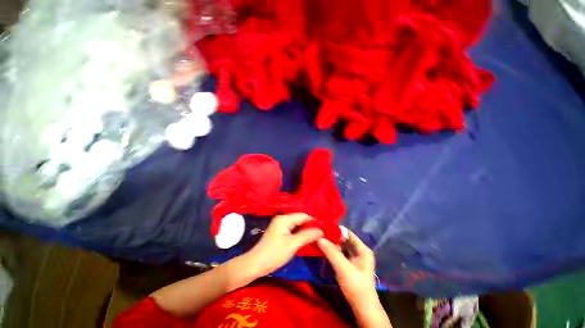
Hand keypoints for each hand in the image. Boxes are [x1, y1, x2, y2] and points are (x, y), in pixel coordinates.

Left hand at [245, 213, 322, 277]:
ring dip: (306, 231)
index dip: (314, 221)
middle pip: (300, 220)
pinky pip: (293, 231)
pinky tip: (308, 240)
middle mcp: (282, 220)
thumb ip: (307, 235)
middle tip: (323, 233)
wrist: (255, 265)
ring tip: (318, 236)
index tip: (325, 227)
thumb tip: (321, 231)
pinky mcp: (280, 234)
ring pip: (297, 226)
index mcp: (284, 219)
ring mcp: (280, 227)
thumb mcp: (292, 244)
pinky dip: (301, 235)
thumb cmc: (274, 253)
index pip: (303, 216)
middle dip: (311, 226)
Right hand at [317, 230, 377, 307]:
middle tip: (320, 234)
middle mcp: (360, 250)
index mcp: (363, 249)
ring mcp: (356, 258)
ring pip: (342, 246)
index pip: (348, 233)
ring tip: (320, 240)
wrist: (363, 308)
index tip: (323, 228)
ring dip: (332, 244)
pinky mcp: (351, 264)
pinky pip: (341, 253)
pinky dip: (333, 251)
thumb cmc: (356, 286)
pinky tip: (325, 250)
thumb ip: (331, 252)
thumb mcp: (343, 268)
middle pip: (344, 239)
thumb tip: (319, 237)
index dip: (336, 230)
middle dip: (333, 237)